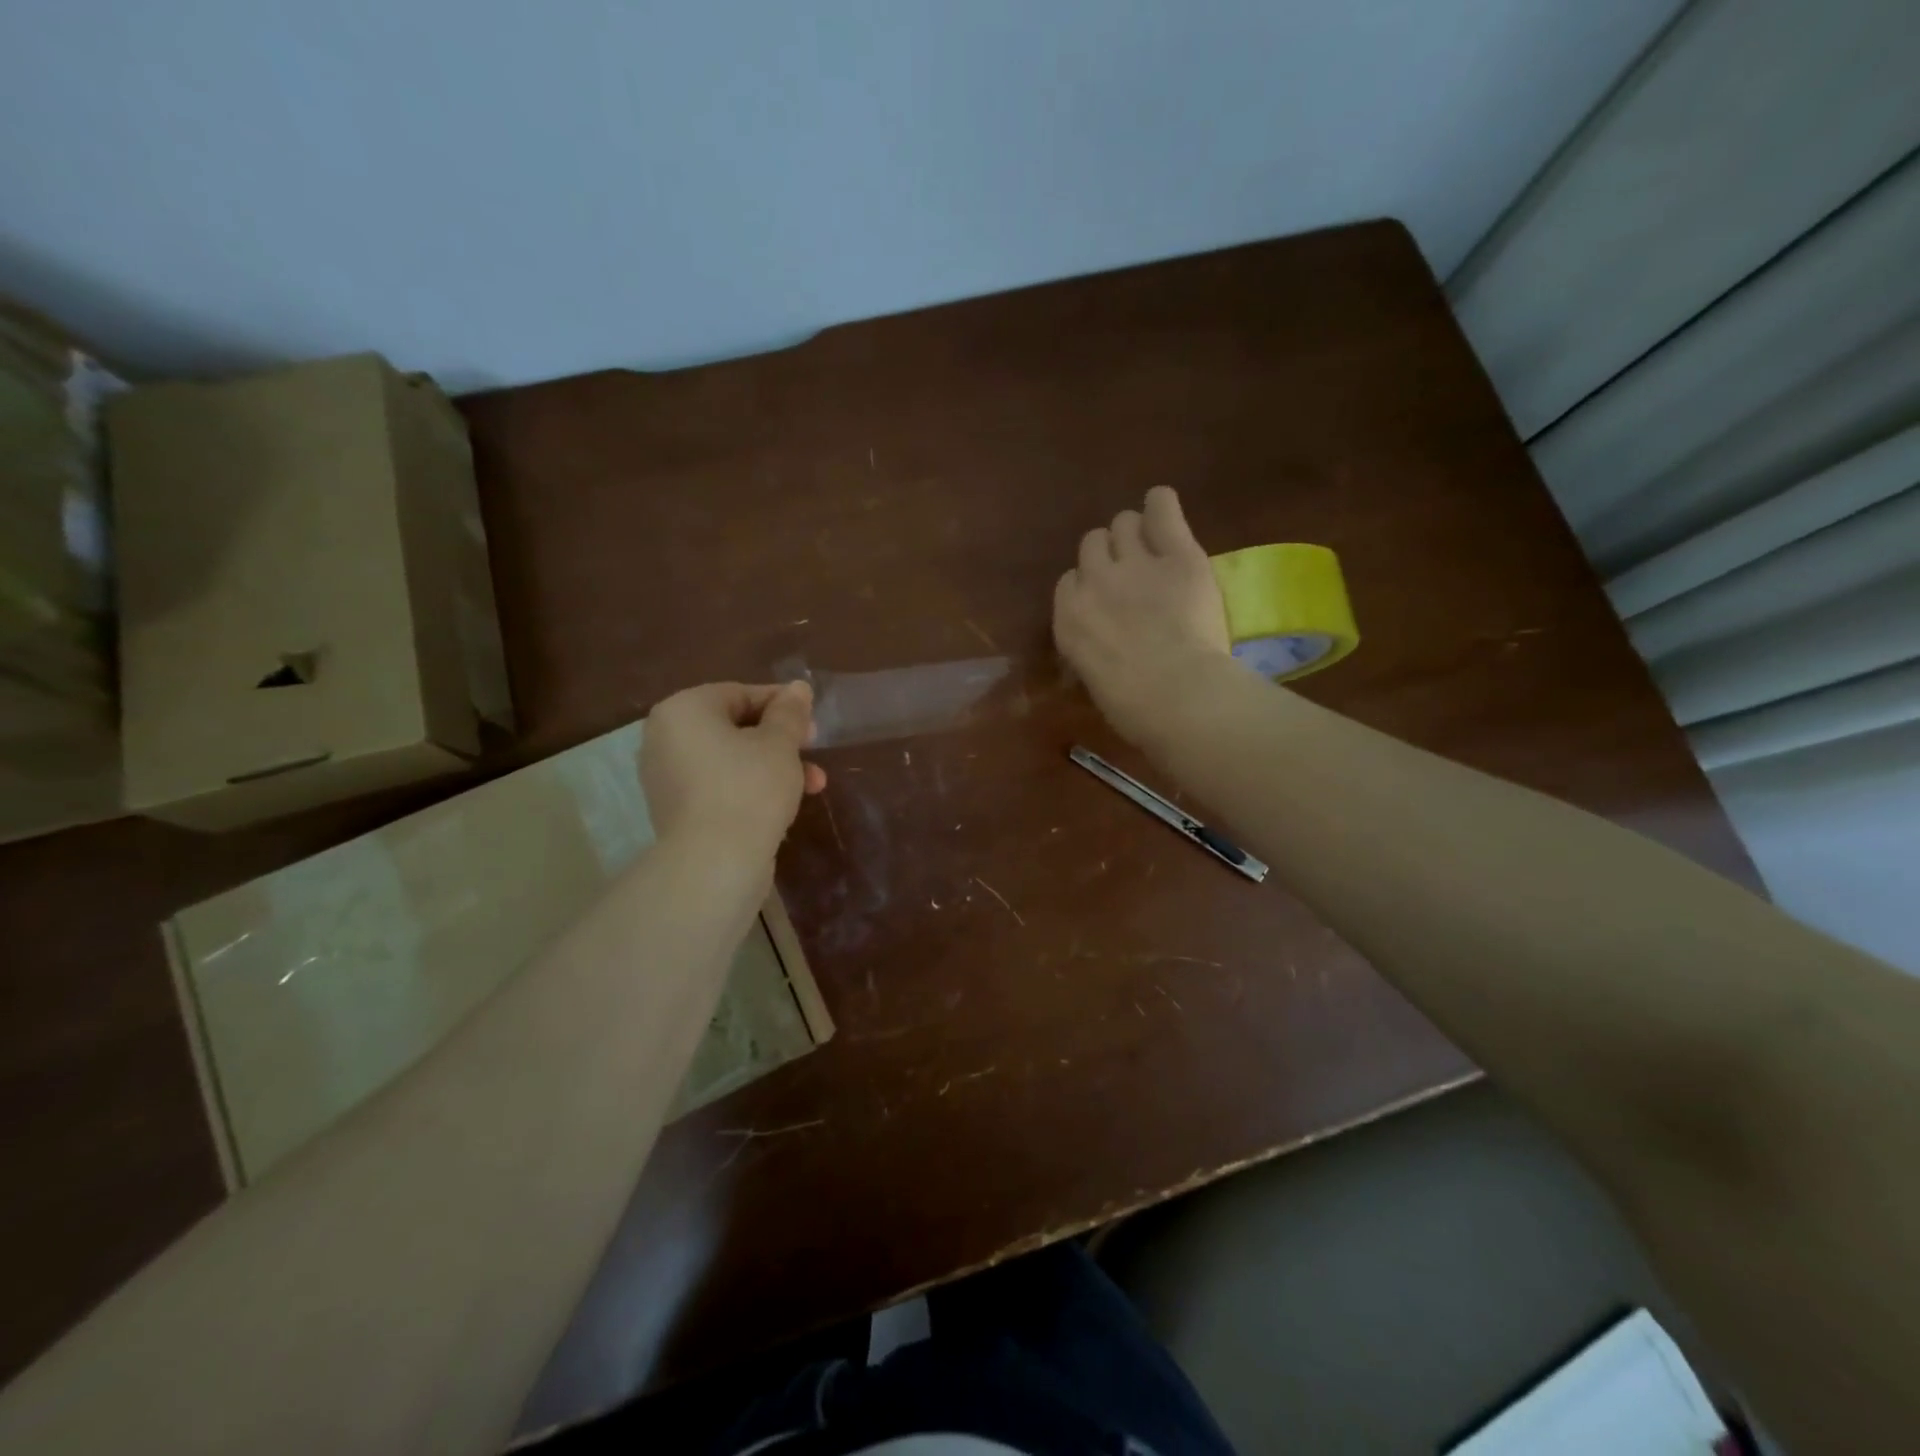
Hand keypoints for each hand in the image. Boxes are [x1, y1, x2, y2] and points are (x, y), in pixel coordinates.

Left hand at [641, 682, 827, 867]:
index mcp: (683, 710)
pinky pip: (718, 787)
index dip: (782, 705)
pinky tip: (782, 805)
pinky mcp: (675, 811)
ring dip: (772, 767)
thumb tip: (798, 687)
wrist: (715, 862)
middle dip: (781, 741)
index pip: (739, 693)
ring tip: (813, 786)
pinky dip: (748, 789)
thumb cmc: (749, 788)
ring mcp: (666, 777)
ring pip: (730, 760)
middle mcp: (664, 738)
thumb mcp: (780, 744)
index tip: (813, 722)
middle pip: (733, 728)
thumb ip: (790, 712)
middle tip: (814, 751)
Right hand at [1053, 486, 1231, 743]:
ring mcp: (1134, 562)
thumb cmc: (1133, 708)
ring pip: (1122, 523)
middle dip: (1108, 556)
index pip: (1069, 582)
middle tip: (1132, 576)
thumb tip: (1104, 646)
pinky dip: (1162, 506)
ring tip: (1154, 548)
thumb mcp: (1094, 680)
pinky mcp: (1177, 553)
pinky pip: (1162, 508)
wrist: (1176, 694)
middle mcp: (1093, 581)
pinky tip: (1165, 510)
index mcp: (1068, 617)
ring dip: (1134, 533)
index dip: (1090, 588)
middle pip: (1091, 544)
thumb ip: (1092, 649)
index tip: (1107, 603)